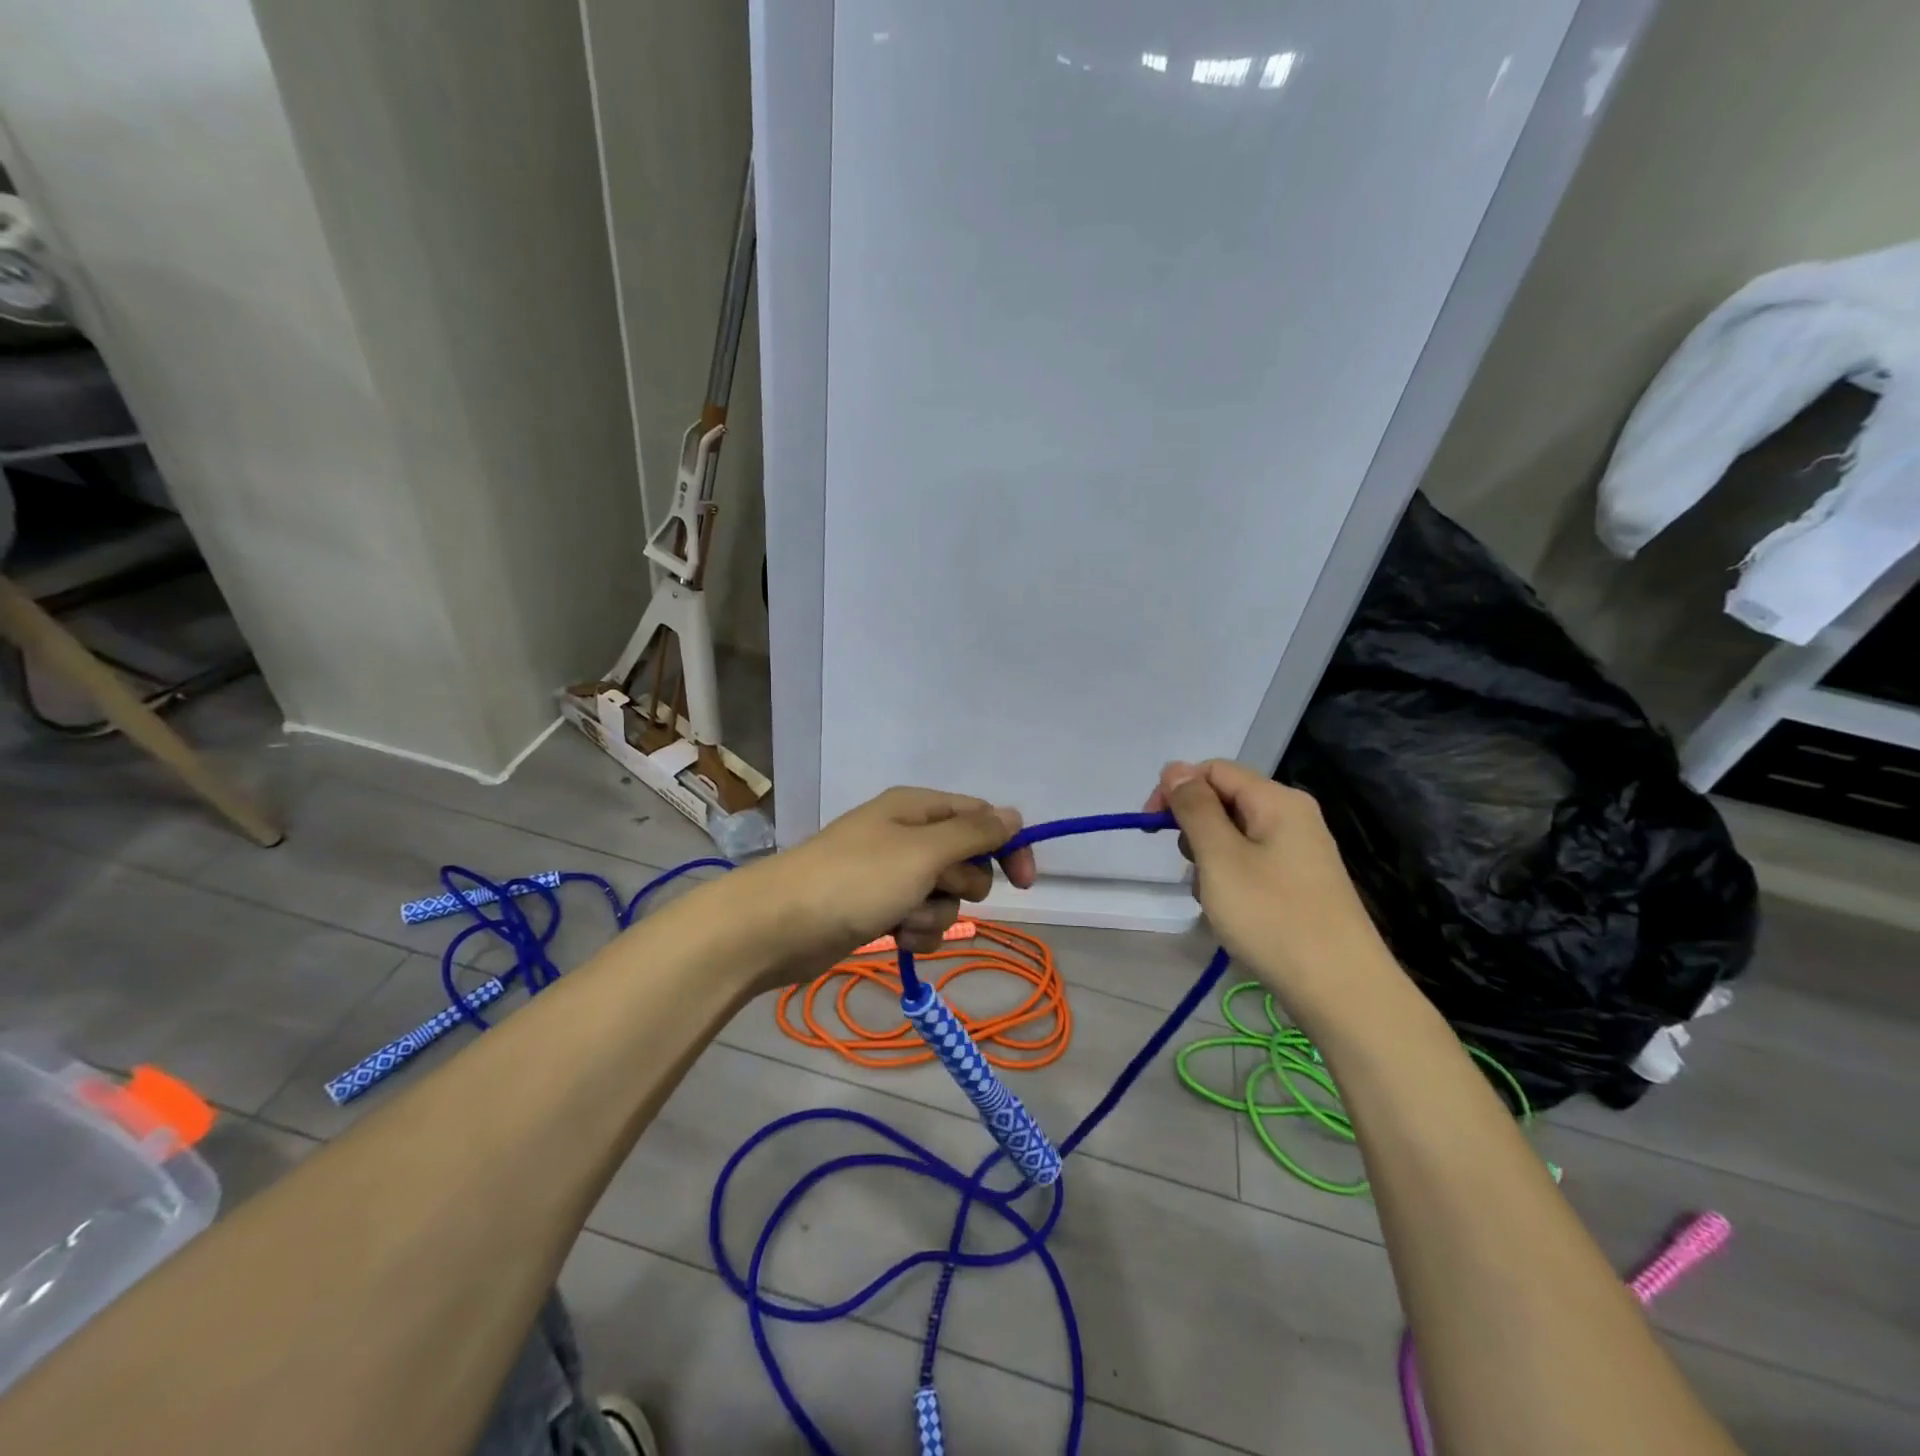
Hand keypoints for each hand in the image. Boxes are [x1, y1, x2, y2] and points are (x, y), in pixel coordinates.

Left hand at [747, 787, 1036, 985]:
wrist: (777, 926)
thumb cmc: (855, 880)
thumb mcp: (922, 851)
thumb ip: (973, 834)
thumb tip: (1013, 815)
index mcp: (917, 808)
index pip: (982, 818)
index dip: (1007, 847)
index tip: (1025, 883)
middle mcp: (906, 835)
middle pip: (965, 860)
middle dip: (959, 885)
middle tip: (931, 889)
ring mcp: (890, 874)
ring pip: (944, 897)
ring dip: (933, 914)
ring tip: (901, 919)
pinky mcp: (877, 909)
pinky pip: (920, 920)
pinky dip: (914, 931)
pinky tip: (893, 937)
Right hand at [1146, 759, 1400, 1010]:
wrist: (1341, 991)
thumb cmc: (1273, 916)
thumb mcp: (1220, 857)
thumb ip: (1194, 808)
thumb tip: (1174, 769)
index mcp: (1277, 800)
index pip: (1213, 770)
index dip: (1176, 790)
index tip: (1151, 830)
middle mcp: (1292, 816)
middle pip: (1224, 801)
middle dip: (1194, 831)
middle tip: (1192, 870)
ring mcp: (1299, 851)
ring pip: (1233, 837)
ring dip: (1210, 862)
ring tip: (1215, 900)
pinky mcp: (1300, 883)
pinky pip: (1251, 864)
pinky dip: (1231, 882)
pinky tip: (1233, 915)